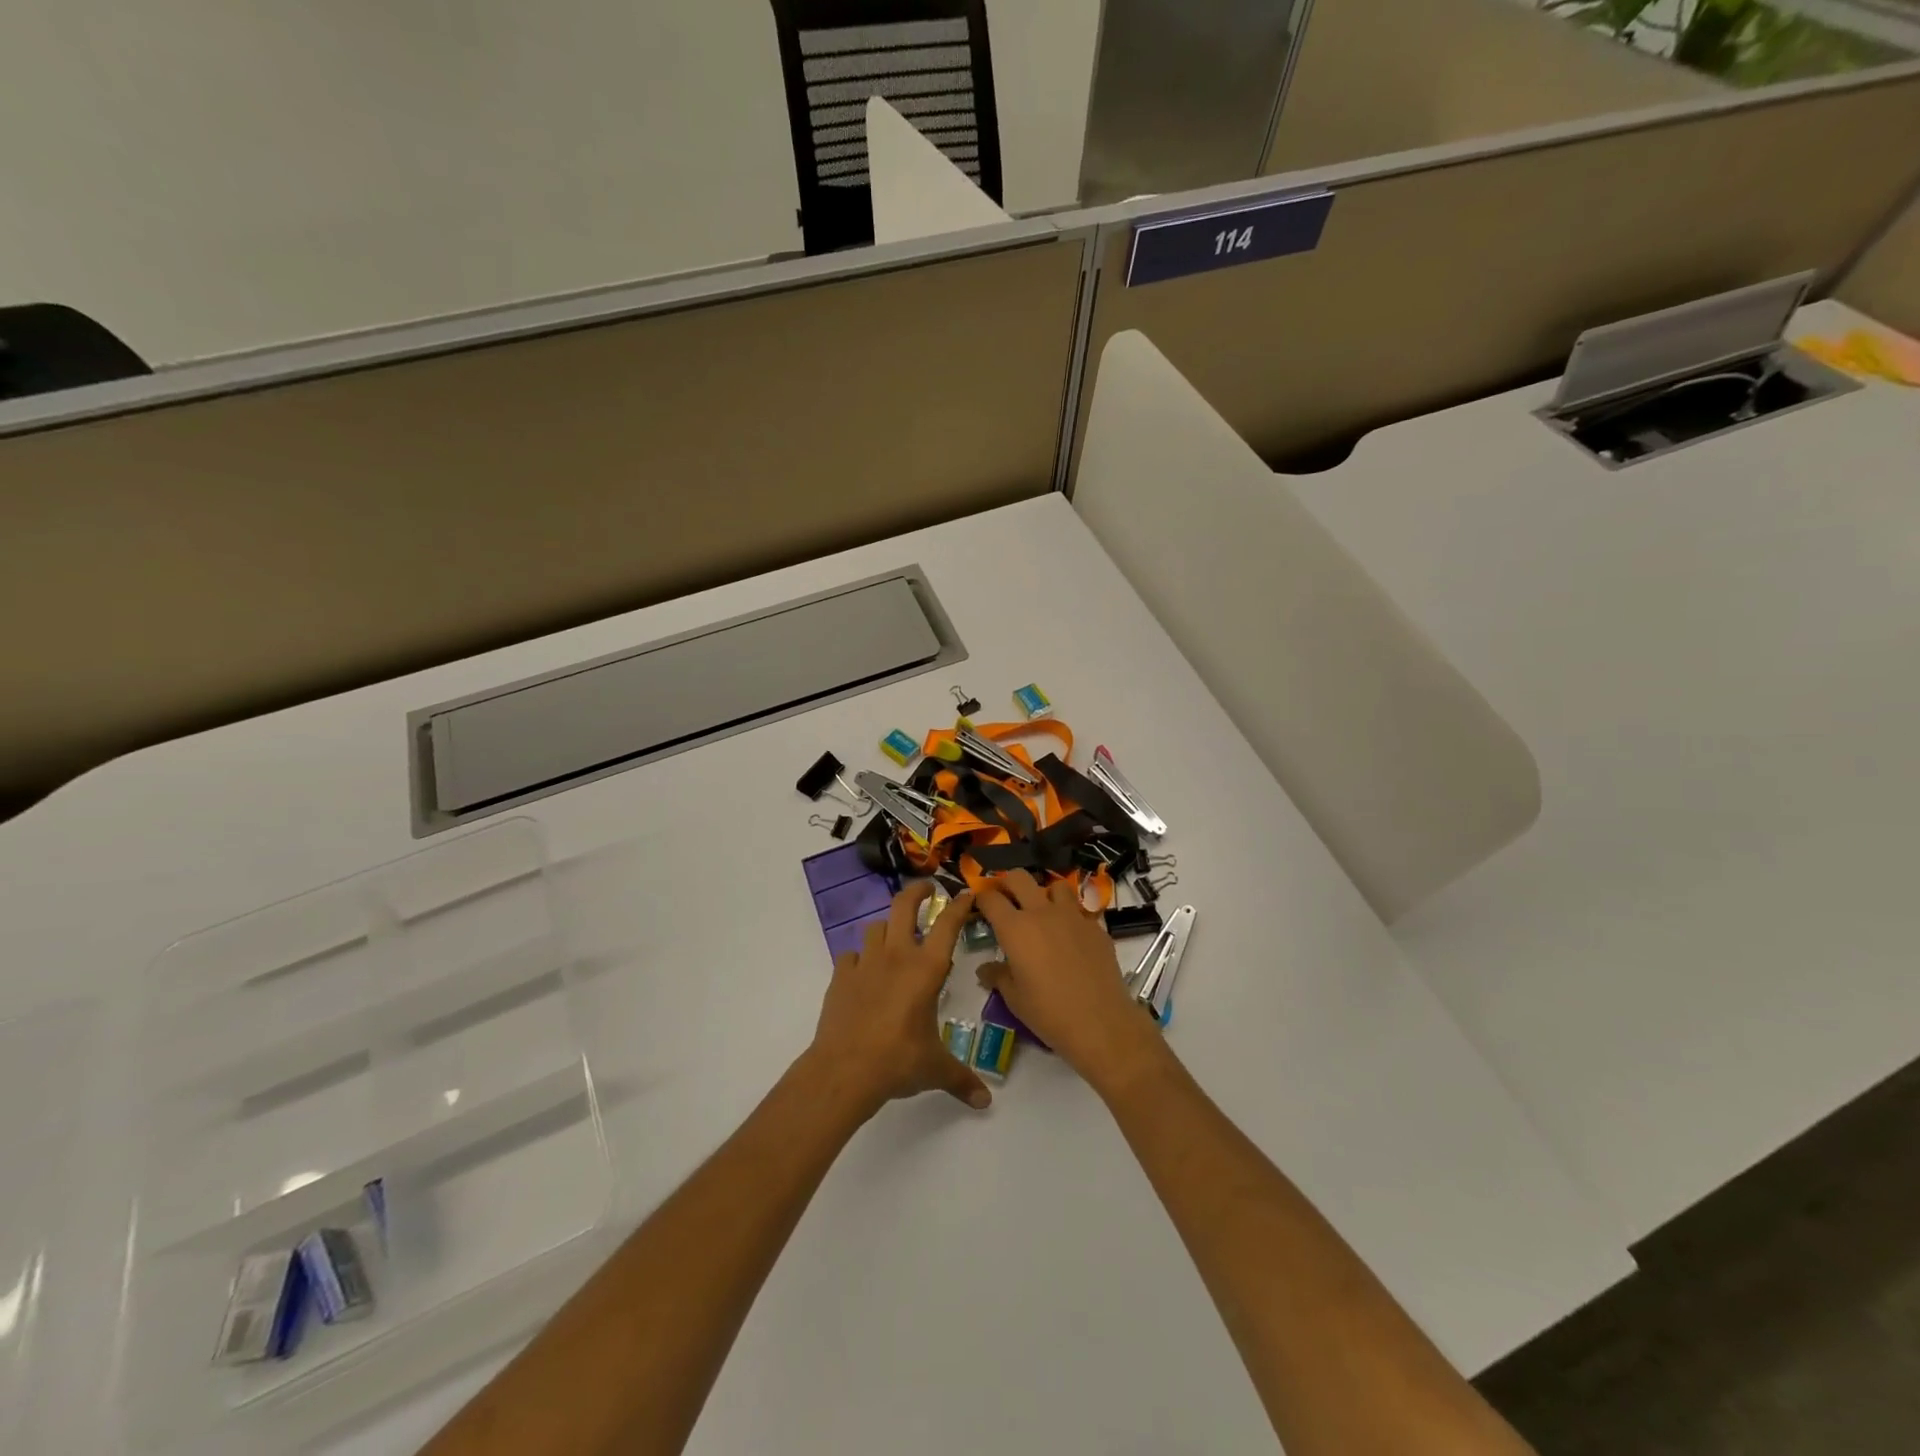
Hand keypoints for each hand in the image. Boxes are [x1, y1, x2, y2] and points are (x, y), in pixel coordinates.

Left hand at [804, 881, 991, 1118]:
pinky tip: (864, 974)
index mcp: (926, 969)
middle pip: (904, 906)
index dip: (959, 905)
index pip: (947, 924)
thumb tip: (985, 1102)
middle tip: (926, 889)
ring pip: (876, 927)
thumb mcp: (936, 1069)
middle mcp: (897, 956)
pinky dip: (860, 958)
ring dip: (888, 928)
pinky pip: (851, 955)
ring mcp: (865, 963)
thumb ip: (962, 1079)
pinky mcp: (841, 976)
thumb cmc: (898, 1061)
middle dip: (917, 891)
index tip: (966, 895)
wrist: (845, 1070)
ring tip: (895, 939)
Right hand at [975, 869, 1164, 1090]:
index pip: (991, 899)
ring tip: (1042, 912)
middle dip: (1007, 882)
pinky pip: (1079, 910)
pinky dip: (1069, 916)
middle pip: (1019, 878)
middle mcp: (1042, 913)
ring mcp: (1073, 916)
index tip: (978, 904)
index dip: (981, 898)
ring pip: (1055, 885)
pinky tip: (1069, 937)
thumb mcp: (1014, 999)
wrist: (1101, 1023)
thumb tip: (985, 969)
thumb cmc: (1049, 1013)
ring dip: (1044, 893)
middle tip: (1005, 899)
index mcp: (1015, 929)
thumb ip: (998, 976)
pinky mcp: (1095, 926)